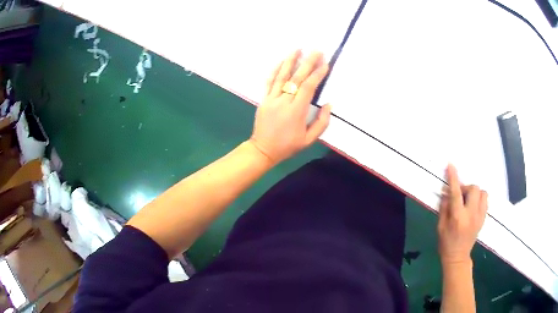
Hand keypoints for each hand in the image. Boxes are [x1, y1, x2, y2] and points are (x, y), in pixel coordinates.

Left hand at [249, 50, 331, 164]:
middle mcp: (284, 101)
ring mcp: (272, 98)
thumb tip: (328, 105)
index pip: (308, 87)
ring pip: (282, 76)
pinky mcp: (264, 99)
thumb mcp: (309, 140)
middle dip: (308, 62)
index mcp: (296, 111)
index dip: (317, 74)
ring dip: (290, 61)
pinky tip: (281, 61)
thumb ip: (321, 122)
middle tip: (316, 51)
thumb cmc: (288, 146)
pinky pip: (270, 82)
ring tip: (298, 49)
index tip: (325, 64)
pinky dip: (275, 70)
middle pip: (297, 77)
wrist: (263, 150)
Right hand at [438, 164, 487, 264]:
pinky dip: (479, 198)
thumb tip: (446, 191)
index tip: (451, 166)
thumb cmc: (446, 243)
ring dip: (474, 192)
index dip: (453, 178)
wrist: (458, 257)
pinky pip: (485, 200)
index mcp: (457, 217)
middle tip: (460, 195)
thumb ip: (444, 207)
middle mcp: (471, 214)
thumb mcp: (440, 226)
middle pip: (474, 189)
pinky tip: (473, 205)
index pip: (456, 192)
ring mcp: (479, 216)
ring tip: (468, 200)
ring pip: (483, 193)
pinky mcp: (483, 218)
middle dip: (466, 188)